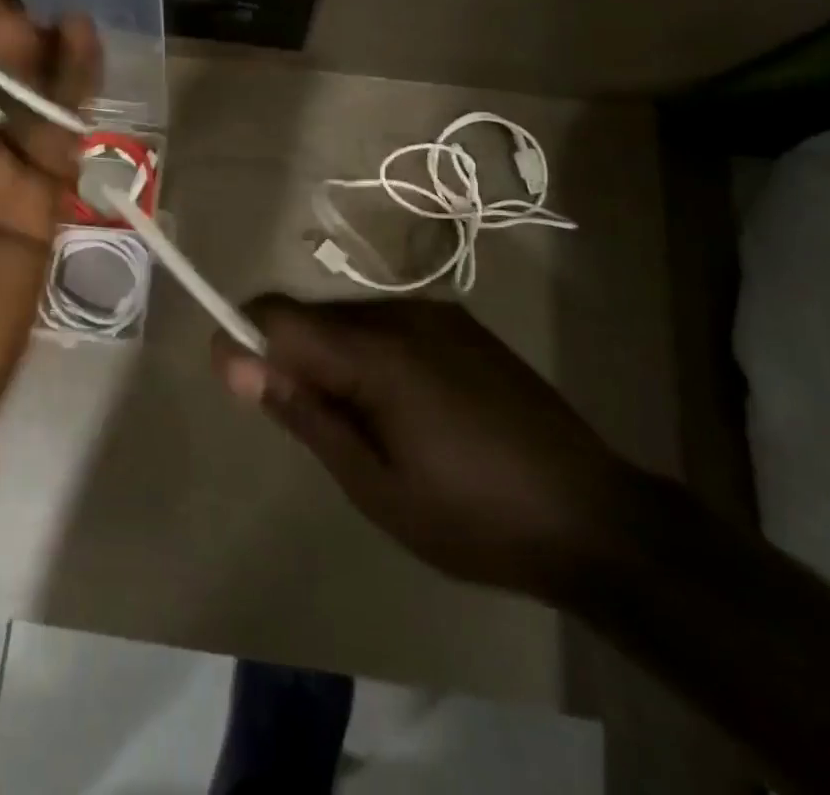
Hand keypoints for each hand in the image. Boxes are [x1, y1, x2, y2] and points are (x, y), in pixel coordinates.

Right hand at [211, 296, 631, 599]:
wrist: (593, 516)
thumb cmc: (472, 516)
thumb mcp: (374, 484)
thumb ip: (304, 412)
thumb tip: (237, 363)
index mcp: (376, 351)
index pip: (278, 314)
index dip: (244, 338)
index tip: (236, 382)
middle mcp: (401, 313)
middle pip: (313, 315)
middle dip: (292, 358)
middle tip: (313, 428)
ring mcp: (436, 313)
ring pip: (350, 320)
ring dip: (334, 359)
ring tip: (366, 428)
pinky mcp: (461, 324)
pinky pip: (389, 325)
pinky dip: (371, 356)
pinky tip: (406, 410)